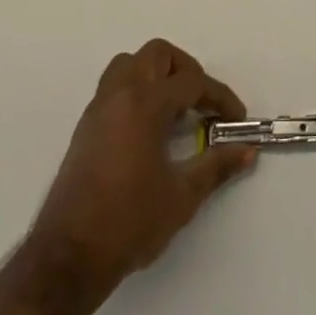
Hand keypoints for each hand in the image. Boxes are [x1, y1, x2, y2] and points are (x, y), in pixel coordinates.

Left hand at [28, 39, 257, 298]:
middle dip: (186, 71)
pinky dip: (137, 92)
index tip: (236, 119)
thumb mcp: (182, 196)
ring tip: (175, 110)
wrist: (67, 259)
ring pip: (130, 64)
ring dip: (157, 75)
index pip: (191, 82)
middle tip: (202, 104)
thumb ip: (216, 166)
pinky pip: (114, 88)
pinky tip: (150, 129)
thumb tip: (247, 150)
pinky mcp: (85, 128)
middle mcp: (119, 96)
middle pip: (157, 55)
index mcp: (144, 104)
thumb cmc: (129, 223)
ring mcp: (98, 110)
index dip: (220, 97)